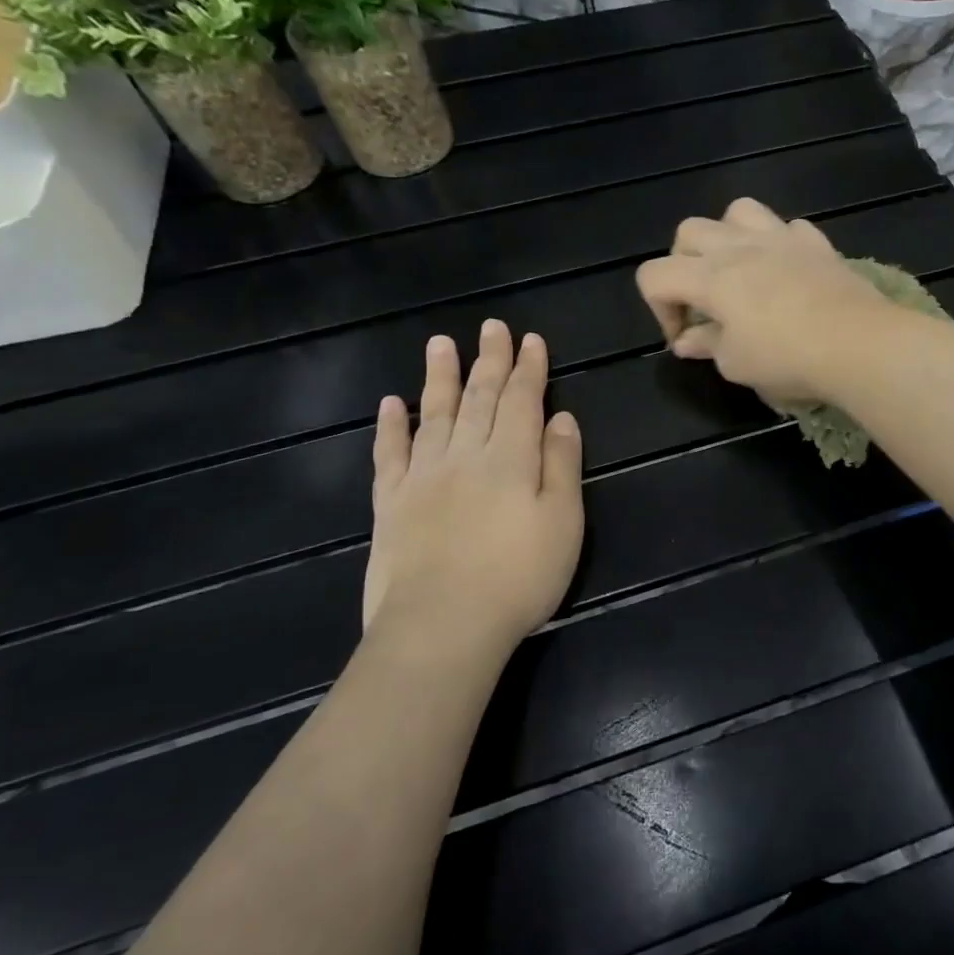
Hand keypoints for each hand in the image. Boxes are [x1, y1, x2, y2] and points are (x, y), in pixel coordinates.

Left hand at [364, 320, 583, 654]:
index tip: (531, 339)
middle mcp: (466, 455)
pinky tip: (391, 404)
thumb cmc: (519, 577)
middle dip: (489, 360)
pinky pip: (390, 454)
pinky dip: (391, 426)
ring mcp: (423, 476)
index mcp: (512, 458)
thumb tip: (561, 417)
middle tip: (491, 327)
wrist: (442, 627)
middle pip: (480, 397)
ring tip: (441, 343)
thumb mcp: (563, 522)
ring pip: (434, 414)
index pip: (523, 400)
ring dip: (440, 377)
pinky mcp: (391, 503)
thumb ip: (561, 465)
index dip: (529, 368)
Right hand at [636, 198, 895, 402]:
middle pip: (688, 233)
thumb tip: (688, 341)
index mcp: (710, 277)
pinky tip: (786, 270)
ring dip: (727, 237)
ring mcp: (781, 238)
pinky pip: (787, 227)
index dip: (659, 309)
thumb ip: (707, 346)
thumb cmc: (789, 358)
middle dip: (683, 266)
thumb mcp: (737, 364)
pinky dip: (778, 244)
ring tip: (739, 271)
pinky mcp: (816, 243)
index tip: (684, 338)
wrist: (860, 343)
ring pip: (737, 212)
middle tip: (704, 302)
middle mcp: (739, 246)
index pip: (655, 275)